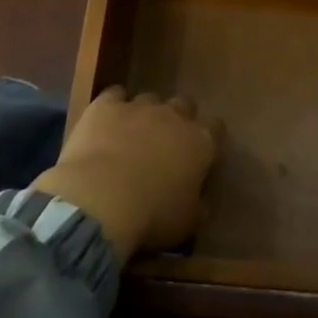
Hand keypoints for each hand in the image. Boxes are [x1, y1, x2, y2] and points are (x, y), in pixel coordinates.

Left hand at [34, 86, 218, 263]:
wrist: (100, 200)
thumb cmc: (152, 216)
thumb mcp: (187, 223)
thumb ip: (199, 207)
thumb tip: (203, 203)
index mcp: (201, 143)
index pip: (216, 128)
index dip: (210, 137)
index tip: (202, 152)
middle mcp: (174, 117)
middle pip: (185, 105)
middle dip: (179, 119)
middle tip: (166, 142)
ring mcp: (139, 107)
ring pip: (150, 99)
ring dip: (146, 114)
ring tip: (132, 135)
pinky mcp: (106, 106)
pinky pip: (115, 95)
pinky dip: (114, 105)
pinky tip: (107, 120)